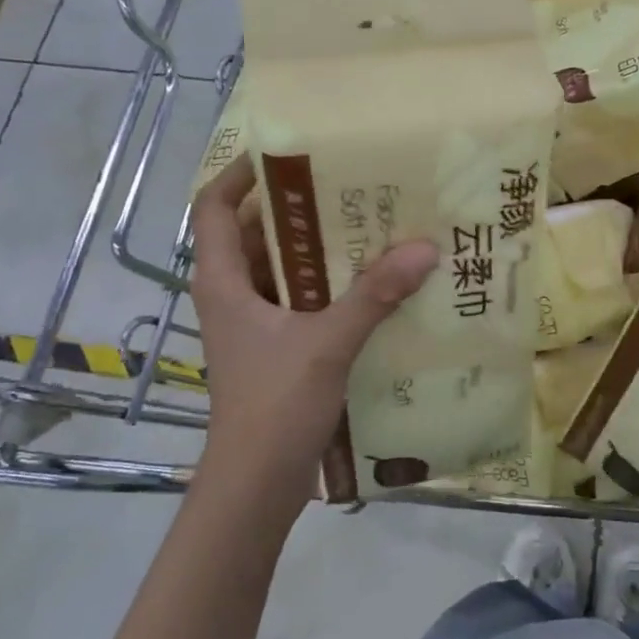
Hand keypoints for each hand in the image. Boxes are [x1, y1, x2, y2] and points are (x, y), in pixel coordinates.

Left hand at [190, 156, 438, 518]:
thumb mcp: (326, 343)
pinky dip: (330, 288)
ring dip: (320, 251)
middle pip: (256, 234)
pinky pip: (301, 301)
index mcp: (223, 282)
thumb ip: (374, 295)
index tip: (288, 154)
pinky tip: (374, 286)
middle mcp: (232, 295)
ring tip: (371, 229)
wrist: (256, 485)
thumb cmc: (273, 405)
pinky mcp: (275, 349)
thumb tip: (423, 248)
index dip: (241, 174)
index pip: (215, 208)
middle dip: (300, 210)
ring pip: (282, 270)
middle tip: (351, 188)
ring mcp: (253, 325)